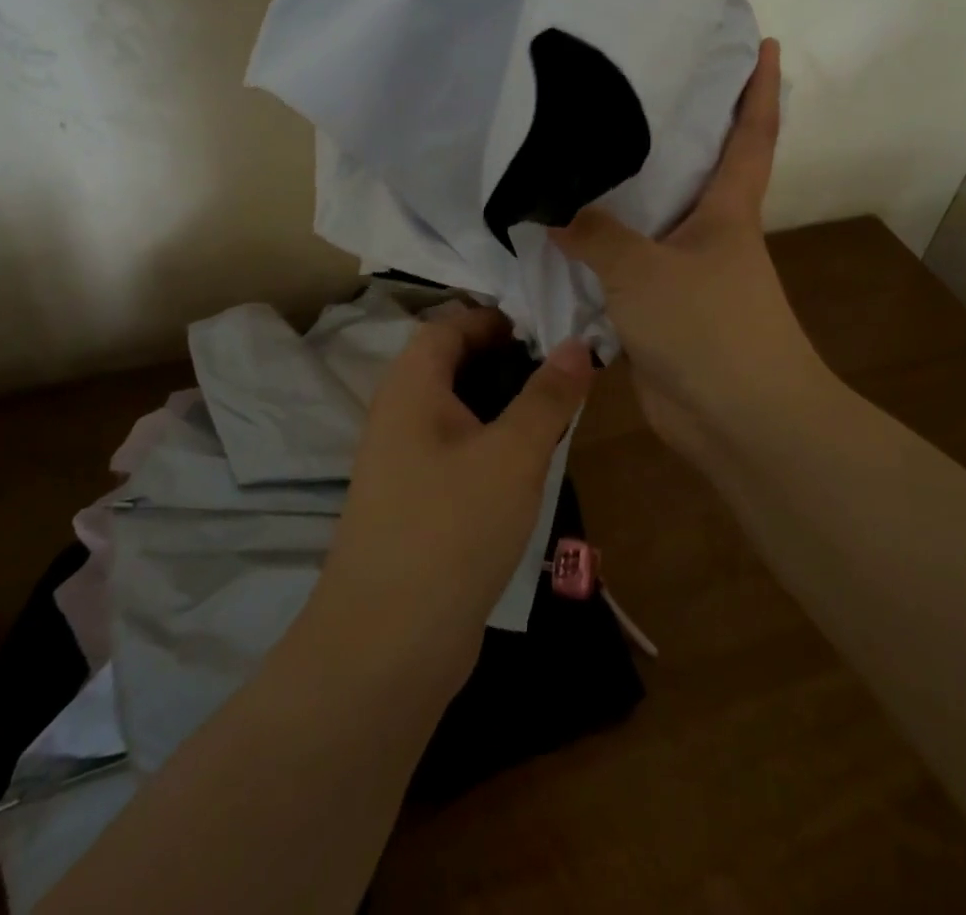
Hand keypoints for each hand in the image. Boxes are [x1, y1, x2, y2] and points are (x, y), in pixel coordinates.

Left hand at [312, 306, 594, 683]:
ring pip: (459, 414)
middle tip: (563, 372)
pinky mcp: (415, 505)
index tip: (548, 327)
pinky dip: (492, 446)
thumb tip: (577, 343)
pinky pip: (457, 454)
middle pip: (454, 366)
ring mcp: (402, 464)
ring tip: (557, 416)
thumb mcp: (513, 454)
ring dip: (504, 408)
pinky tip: (528, 469)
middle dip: (508, 362)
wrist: (388, 646)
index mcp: (411, 387)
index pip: (450, 325)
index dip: (495, 318)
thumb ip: (548, 396)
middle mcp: (399, 416)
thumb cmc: (452, 527)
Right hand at [551, 39, 820, 457]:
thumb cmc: (708, 327)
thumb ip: (597, 236)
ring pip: (648, 223)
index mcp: (728, 208)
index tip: (765, 43)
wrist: (736, 421)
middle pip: (691, 170)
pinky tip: (560, 239)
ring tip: (576, 157)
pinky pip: (623, 272)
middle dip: (671, 131)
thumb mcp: (645, 270)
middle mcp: (709, 233)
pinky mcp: (660, 312)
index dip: (759, 88)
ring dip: (621, 198)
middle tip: (627, 89)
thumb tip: (554, 211)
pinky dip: (598, 256)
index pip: (751, 134)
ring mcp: (685, 274)